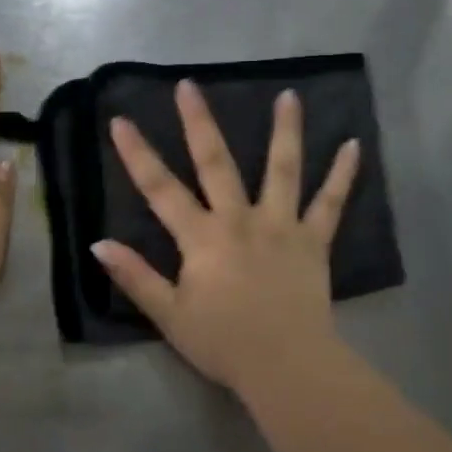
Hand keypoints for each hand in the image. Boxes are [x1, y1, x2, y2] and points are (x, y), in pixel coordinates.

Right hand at [92, 80, 360, 397]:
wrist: (285, 365)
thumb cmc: (223, 343)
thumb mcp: (168, 315)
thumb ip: (135, 277)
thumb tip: (98, 244)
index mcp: (202, 238)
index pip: (161, 189)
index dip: (138, 154)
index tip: (121, 120)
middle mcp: (240, 220)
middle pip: (216, 163)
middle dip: (199, 123)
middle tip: (190, 85)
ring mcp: (281, 226)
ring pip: (282, 169)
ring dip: (285, 130)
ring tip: (289, 95)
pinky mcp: (314, 241)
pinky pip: (331, 203)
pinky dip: (342, 174)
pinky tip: (353, 145)